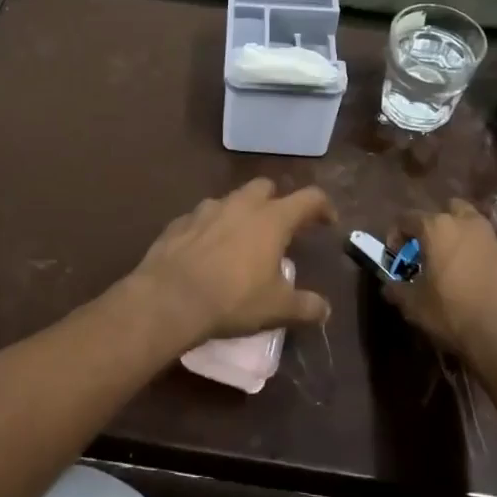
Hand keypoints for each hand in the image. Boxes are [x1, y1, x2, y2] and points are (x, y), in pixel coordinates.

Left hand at [127, 179, 334, 342]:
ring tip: (240, 241)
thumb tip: (325, 310)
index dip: (323, 206)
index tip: (328, 221)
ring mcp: (206, 209)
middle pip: (265, 187)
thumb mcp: (277, 309)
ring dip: (241, 213)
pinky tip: (206, 251)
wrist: (169, 298)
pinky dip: (210, 228)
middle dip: (276, 201)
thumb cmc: (232, 299)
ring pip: (231, 199)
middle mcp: (241, 205)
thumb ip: (305, 306)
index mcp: (272, 219)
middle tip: (279, 228)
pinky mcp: (179, 221)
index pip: (308, 199)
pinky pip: (201, 218)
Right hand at [386, 199, 496, 368]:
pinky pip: (487, 245)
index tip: (395, 256)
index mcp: (437, 228)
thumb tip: (389, 286)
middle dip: (434, 225)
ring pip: (470, 225)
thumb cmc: (454, 313)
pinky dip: (477, 254)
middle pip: (446, 210)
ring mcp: (492, 237)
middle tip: (428, 250)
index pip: (407, 218)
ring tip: (451, 264)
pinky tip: (473, 279)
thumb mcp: (415, 306)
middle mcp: (466, 223)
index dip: (396, 235)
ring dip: (458, 237)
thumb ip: (397, 290)